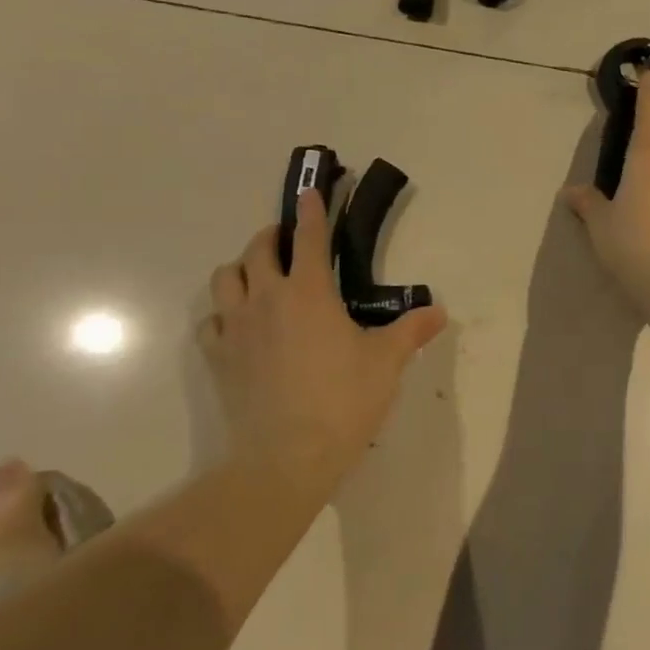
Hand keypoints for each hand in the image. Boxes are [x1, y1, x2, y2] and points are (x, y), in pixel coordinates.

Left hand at [199, 190, 445, 494]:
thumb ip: (411, 331)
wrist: (287, 457)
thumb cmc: (343, 401)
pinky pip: (211, 321)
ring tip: (258, 276)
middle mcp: (267, 299)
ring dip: (242, 268)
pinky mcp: (218, 358)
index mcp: (309, 292)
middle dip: (273, 235)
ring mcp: (236, 328)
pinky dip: (223, 313)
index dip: (312, 212)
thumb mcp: (387, 363)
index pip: (310, 238)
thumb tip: (438, 312)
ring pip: (225, 278)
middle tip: (288, 239)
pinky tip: (238, 325)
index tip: (310, 192)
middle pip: (258, 249)